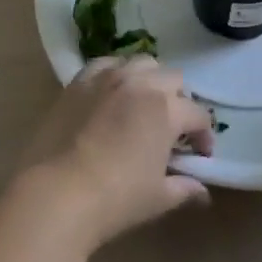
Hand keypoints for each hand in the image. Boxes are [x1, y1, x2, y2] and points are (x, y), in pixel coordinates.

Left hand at [15, 58, 214, 251]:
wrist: (58, 192)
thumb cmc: (116, 198)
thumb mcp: (158, 198)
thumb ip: (184, 188)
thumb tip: (203, 192)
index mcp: (167, 109)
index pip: (198, 114)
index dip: (204, 136)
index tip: (200, 155)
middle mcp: (141, 83)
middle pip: (173, 79)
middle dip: (178, 101)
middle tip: (170, 129)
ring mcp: (108, 77)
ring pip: (141, 63)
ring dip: (149, 80)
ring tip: (142, 104)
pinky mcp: (79, 81)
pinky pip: (105, 64)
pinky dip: (115, 73)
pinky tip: (111, 93)